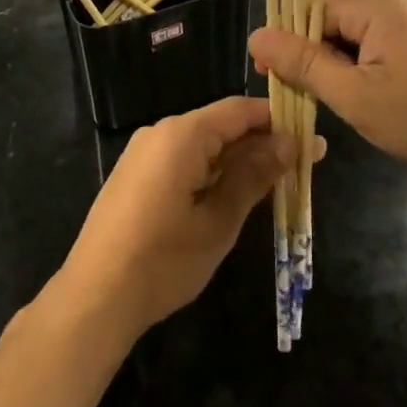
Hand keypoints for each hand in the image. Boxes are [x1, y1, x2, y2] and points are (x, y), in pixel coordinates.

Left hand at [53, 96, 299, 342]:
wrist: (95, 297)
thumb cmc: (164, 259)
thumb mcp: (219, 221)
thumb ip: (254, 176)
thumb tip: (289, 142)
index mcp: (182, 134)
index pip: (239, 110)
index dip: (277, 120)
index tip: (311, 139)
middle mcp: (161, 132)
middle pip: (221, 125)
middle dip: (261, 143)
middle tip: (302, 167)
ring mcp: (144, 153)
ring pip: (203, 144)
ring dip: (238, 160)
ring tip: (275, 184)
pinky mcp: (136, 175)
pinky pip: (183, 159)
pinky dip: (212, 171)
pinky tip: (233, 195)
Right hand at [250, 0, 406, 188]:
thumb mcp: (353, 95)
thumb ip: (303, 63)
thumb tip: (256, 36)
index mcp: (377, 7)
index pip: (311, 8)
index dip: (286, 39)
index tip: (271, 76)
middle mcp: (394, 5)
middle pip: (331, 18)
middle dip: (310, 54)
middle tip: (299, 95)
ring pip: (352, 35)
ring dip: (334, 64)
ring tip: (329, 102)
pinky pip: (375, 45)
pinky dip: (358, 68)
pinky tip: (360, 98)